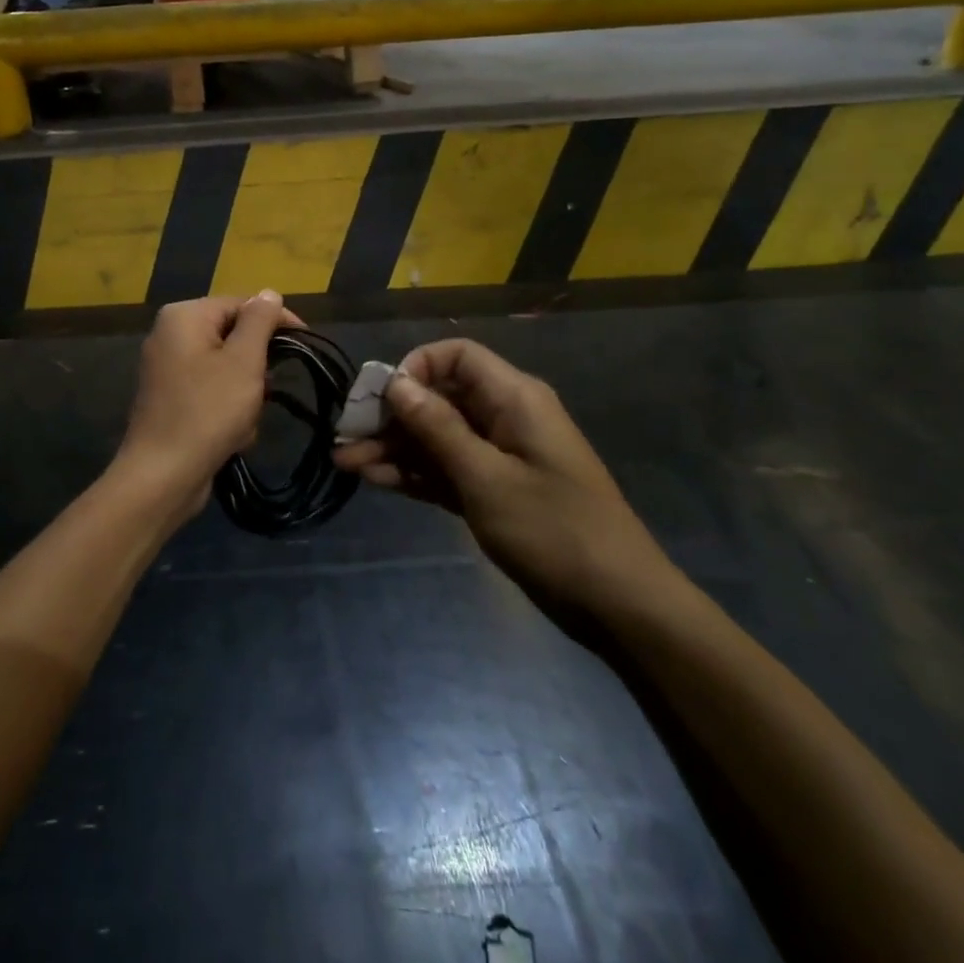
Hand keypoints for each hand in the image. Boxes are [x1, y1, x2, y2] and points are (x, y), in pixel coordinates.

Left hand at [111, 292, 292, 514]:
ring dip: (245, 395)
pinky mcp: (170, 399)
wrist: (163, 476)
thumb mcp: (243, 361)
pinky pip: (211, 392)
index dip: (276, 321)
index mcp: (184, 316)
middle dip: (256, 368)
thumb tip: (269, 293)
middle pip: (233, 337)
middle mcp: (170, 334)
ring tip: (245, 421)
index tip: (305, 343)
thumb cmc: (208, 412)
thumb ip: (259, 322)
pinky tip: (232, 436)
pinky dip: (227, 411)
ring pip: (226, 369)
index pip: (241, 303)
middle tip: (265, 392)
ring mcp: (167, 368)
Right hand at [333, 339, 674, 616]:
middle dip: (391, 416)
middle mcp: (504, 417)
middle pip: (438, 398)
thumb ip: (437, 428)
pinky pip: (447, 468)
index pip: (455, 356)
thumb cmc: (553, 531)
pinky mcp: (495, 489)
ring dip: (394, 448)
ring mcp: (499, 455)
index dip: (415, 368)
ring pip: (437, 437)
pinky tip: (376, 480)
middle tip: (344, 438)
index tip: (380, 398)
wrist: (618, 605)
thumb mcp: (486, 478)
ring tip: (345, 464)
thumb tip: (396, 382)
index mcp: (513, 398)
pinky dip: (415, 473)